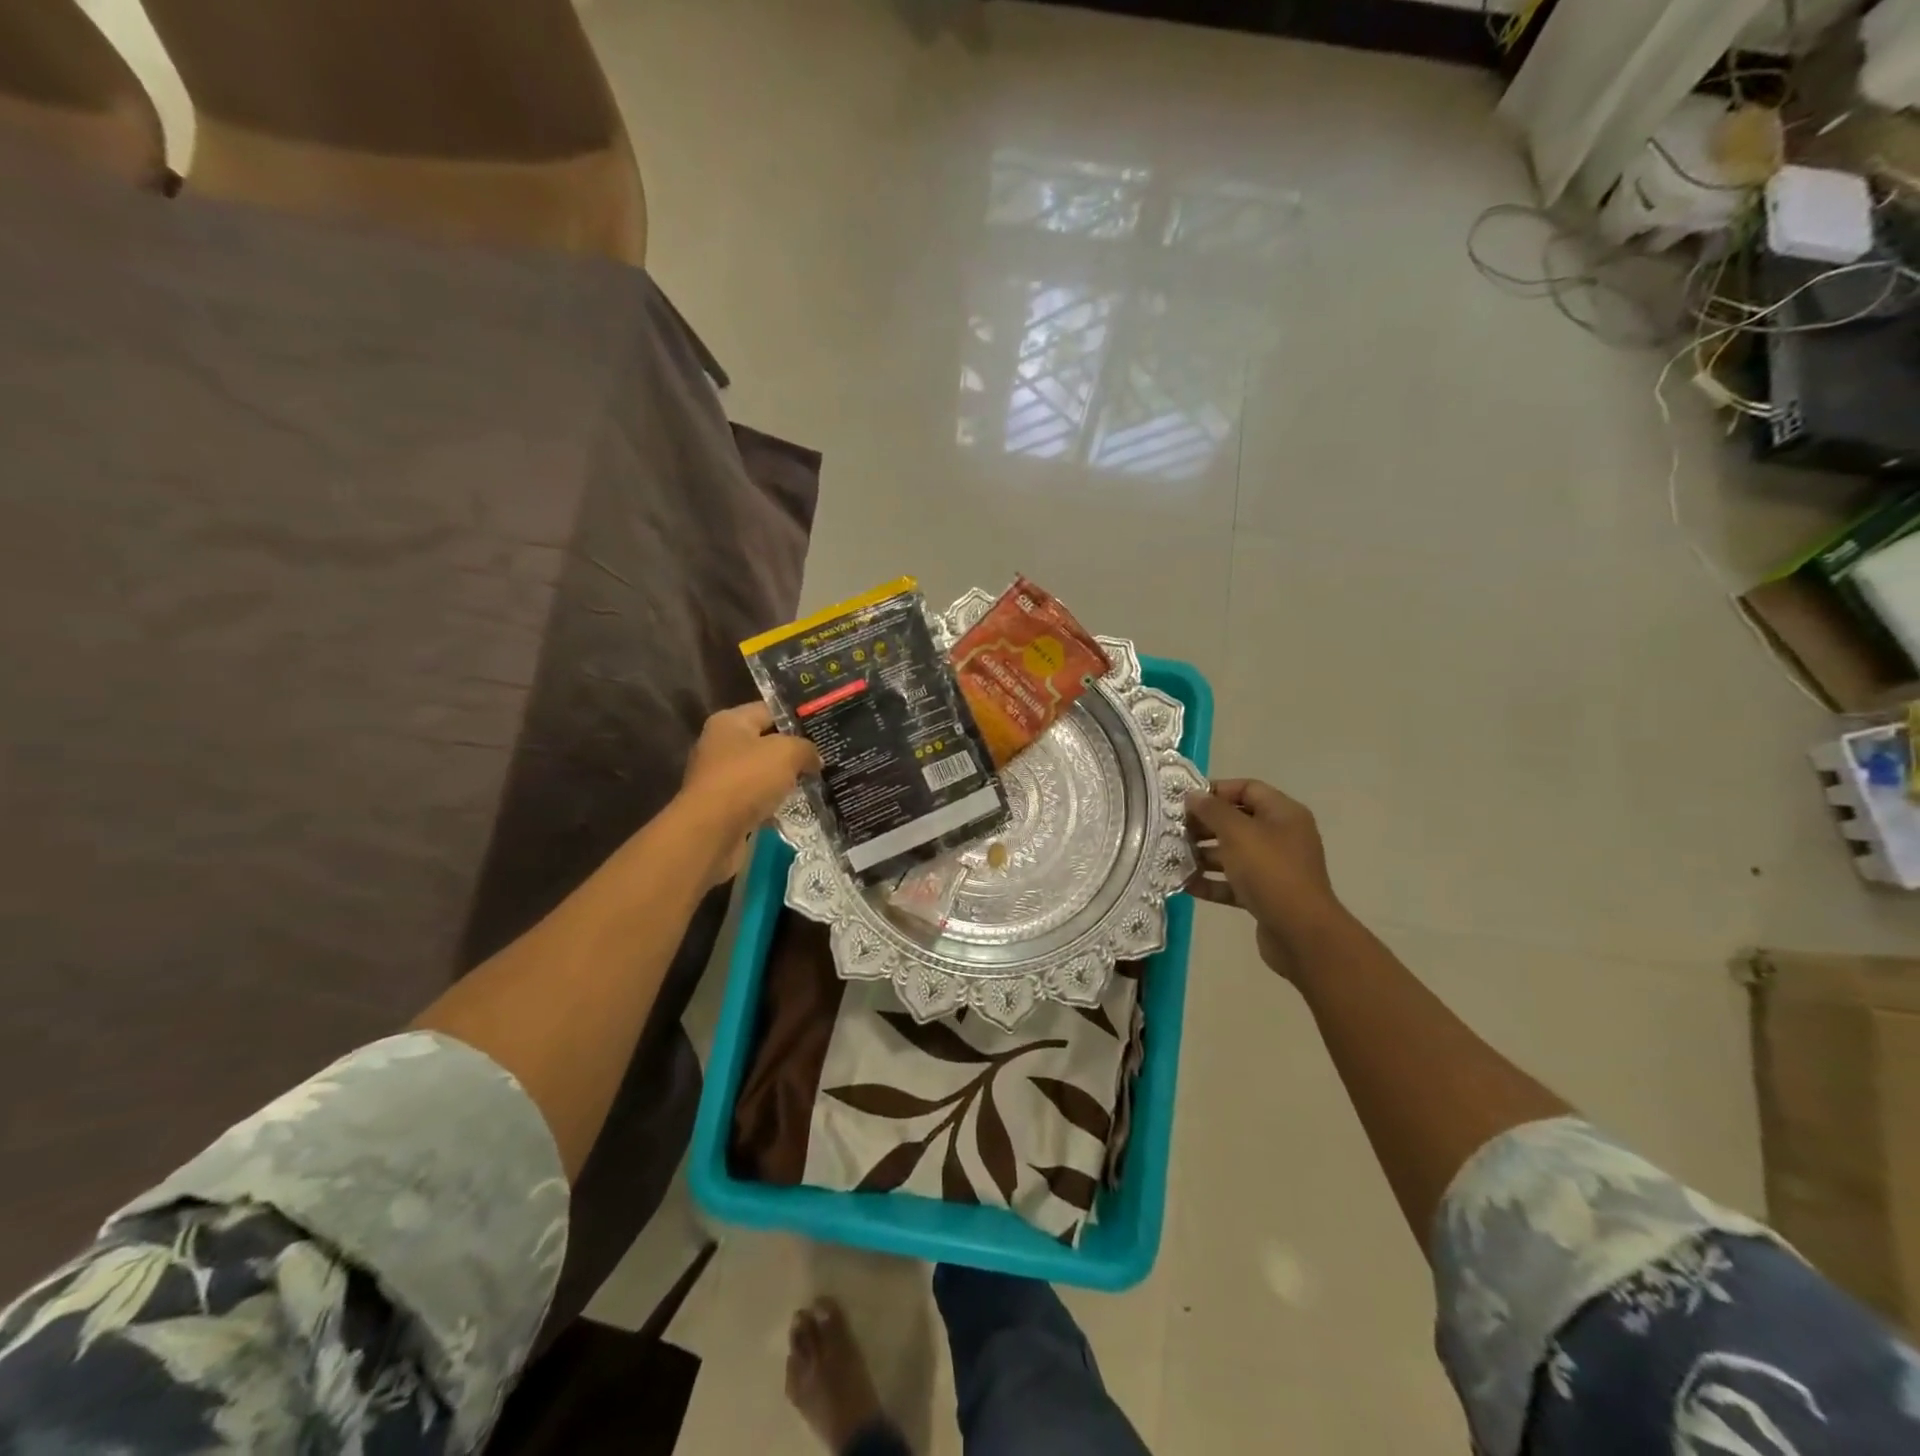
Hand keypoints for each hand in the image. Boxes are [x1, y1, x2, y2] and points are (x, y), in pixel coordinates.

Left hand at [678, 703, 820, 885]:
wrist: (711, 833)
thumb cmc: (746, 779)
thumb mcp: (787, 752)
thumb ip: (806, 748)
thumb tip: (814, 758)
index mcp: (729, 722)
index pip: (769, 710)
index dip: (797, 717)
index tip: (824, 727)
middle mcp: (721, 746)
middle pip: (766, 743)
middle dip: (795, 751)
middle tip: (827, 756)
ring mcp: (721, 779)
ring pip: (764, 774)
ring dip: (787, 781)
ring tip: (819, 783)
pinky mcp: (725, 809)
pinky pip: (758, 801)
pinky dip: (776, 805)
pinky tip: (800, 808)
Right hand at [1185, 779, 1346, 976]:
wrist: (1301, 934)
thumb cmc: (1270, 872)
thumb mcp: (1238, 833)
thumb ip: (1212, 811)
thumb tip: (1192, 795)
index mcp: (1283, 814)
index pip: (1247, 789)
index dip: (1216, 791)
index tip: (1184, 801)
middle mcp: (1281, 837)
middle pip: (1237, 821)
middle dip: (1204, 825)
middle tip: (1173, 831)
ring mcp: (1274, 868)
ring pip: (1232, 853)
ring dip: (1203, 855)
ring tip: (1172, 857)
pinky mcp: (1265, 896)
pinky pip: (1233, 882)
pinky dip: (1211, 882)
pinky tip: (1185, 884)